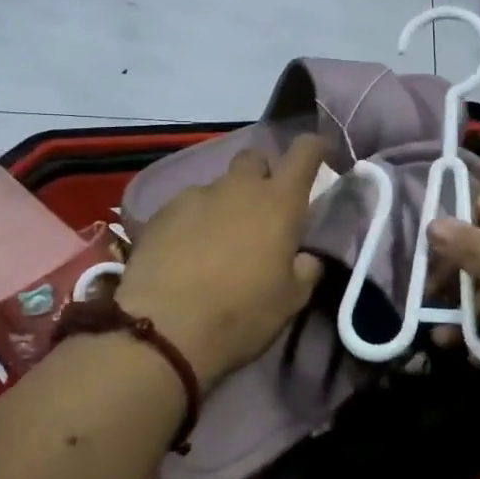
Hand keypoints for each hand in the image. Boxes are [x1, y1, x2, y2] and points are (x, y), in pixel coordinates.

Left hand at [116, 136, 326, 385]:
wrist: (163, 330)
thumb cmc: (242, 314)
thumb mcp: (292, 300)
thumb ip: (306, 268)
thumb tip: (305, 256)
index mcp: (280, 202)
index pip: (305, 151)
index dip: (314, 148)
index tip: (318, 158)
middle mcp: (239, 187)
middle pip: (255, 158)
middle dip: (262, 176)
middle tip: (261, 212)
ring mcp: (196, 195)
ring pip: (218, 186)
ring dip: (225, 204)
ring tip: (217, 242)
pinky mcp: (161, 212)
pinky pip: (186, 206)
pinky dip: (192, 221)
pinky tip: (185, 253)